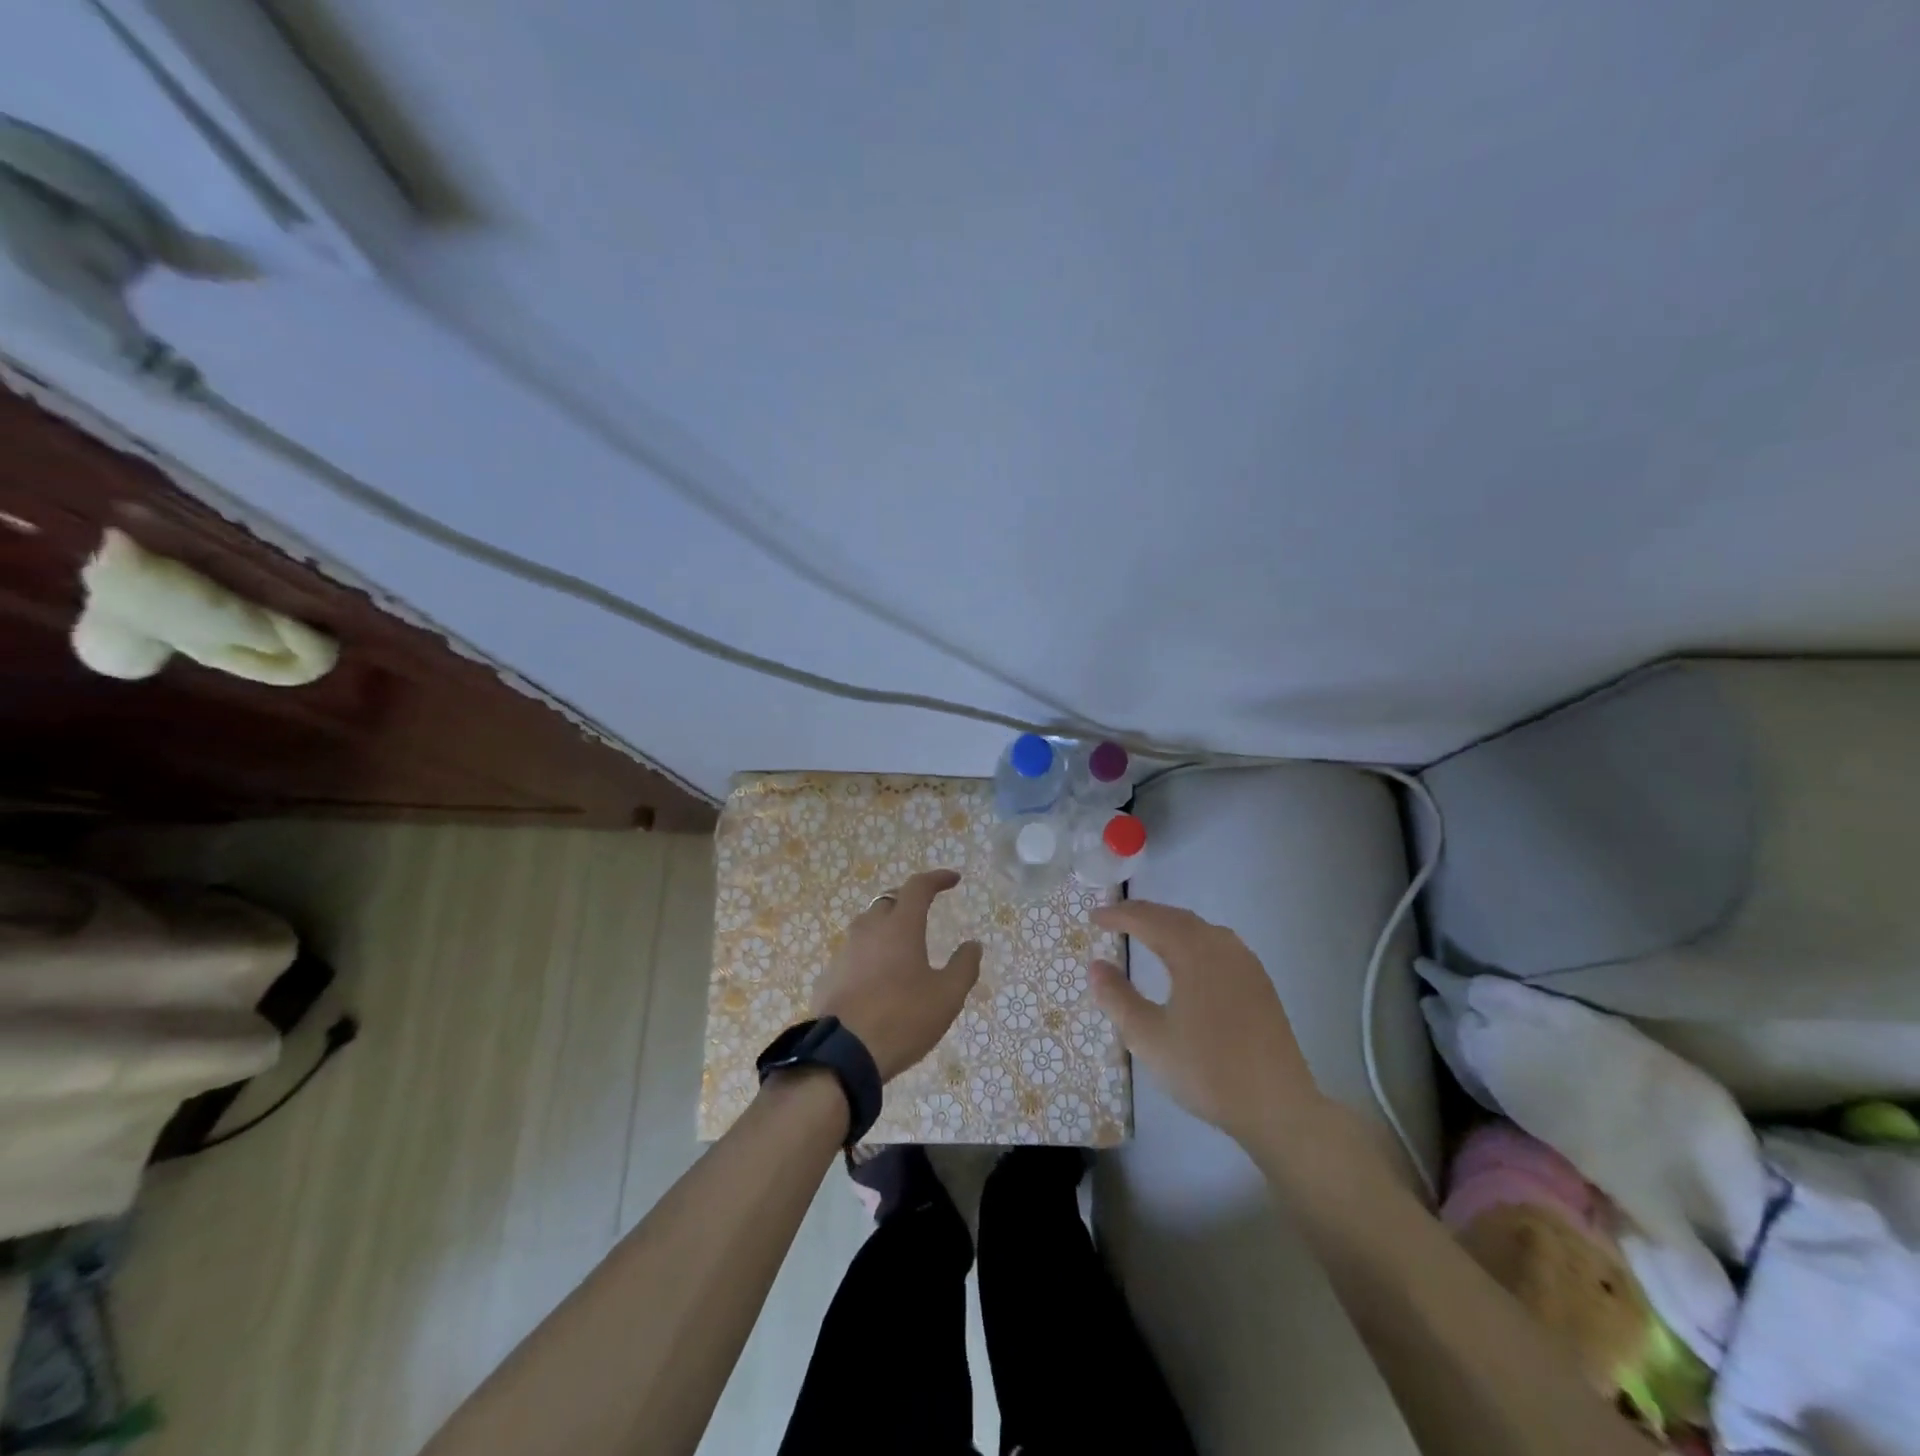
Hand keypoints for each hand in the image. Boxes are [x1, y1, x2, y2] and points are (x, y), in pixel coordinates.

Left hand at [812, 869, 982, 1081]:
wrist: (842, 1054)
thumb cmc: (902, 1019)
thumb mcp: (947, 997)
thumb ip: (964, 967)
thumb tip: (973, 945)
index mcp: (900, 926)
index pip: (918, 887)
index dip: (937, 879)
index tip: (953, 879)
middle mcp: (869, 929)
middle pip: (889, 900)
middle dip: (909, 899)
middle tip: (925, 909)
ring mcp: (845, 951)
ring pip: (867, 925)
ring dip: (886, 926)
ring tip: (902, 944)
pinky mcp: (829, 975)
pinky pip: (854, 953)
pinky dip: (869, 954)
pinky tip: (877, 977)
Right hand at [1089, 900, 1320, 1144]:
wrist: (1278, 1107)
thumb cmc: (1206, 1069)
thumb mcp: (1148, 1037)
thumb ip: (1117, 997)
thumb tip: (1095, 965)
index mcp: (1192, 951)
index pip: (1147, 919)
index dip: (1118, 915)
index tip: (1093, 917)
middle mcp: (1221, 945)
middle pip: (1174, 917)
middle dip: (1142, 914)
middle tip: (1113, 918)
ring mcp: (1245, 962)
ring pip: (1198, 928)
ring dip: (1167, 924)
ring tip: (1144, 932)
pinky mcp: (1259, 982)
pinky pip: (1216, 944)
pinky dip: (1189, 939)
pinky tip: (1185, 958)